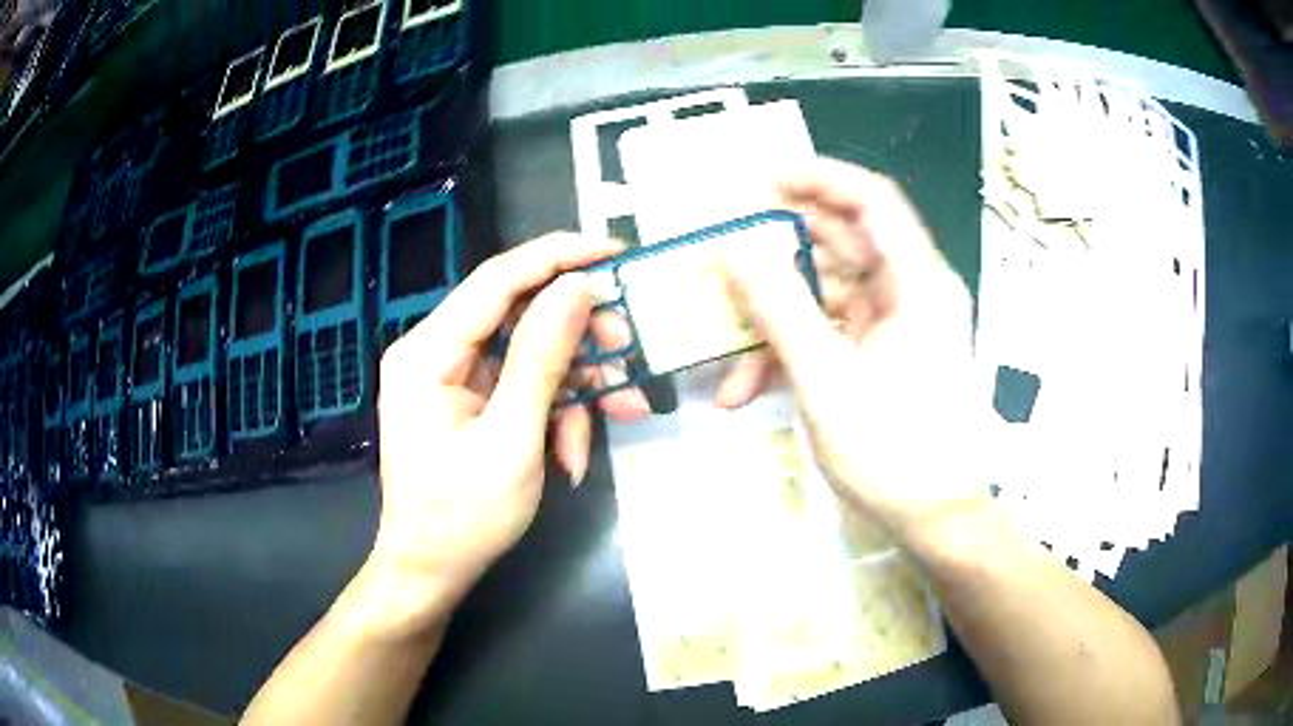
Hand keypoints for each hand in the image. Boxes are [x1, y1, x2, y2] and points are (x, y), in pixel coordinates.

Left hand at [369, 234, 647, 631]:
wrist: (431, 572)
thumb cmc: (463, 516)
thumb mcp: (512, 438)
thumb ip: (543, 358)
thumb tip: (577, 288)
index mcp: (429, 352)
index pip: (498, 279)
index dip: (558, 257)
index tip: (614, 250)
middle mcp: (436, 352)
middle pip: (519, 314)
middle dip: (579, 335)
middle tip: (630, 350)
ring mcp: (453, 378)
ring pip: (530, 353)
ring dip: (576, 385)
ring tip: (619, 415)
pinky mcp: (470, 402)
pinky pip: (523, 387)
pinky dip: (556, 412)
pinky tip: (573, 452)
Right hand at [720, 159, 989, 540]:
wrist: (937, 519)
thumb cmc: (894, 450)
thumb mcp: (826, 379)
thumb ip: (779, 309)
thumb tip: (734, 251)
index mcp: (916, 282)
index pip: (871, 199)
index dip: (817, 178)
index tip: (760, 182)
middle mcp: (910, 291)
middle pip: (843, 242)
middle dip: (779, 249)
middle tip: (724, 252)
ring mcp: (894, 325)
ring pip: (828, 292)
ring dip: (775, 314)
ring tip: (721, 338)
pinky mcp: (880, 355)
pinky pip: (831, 331)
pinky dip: (791, 349)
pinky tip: (747, 385)